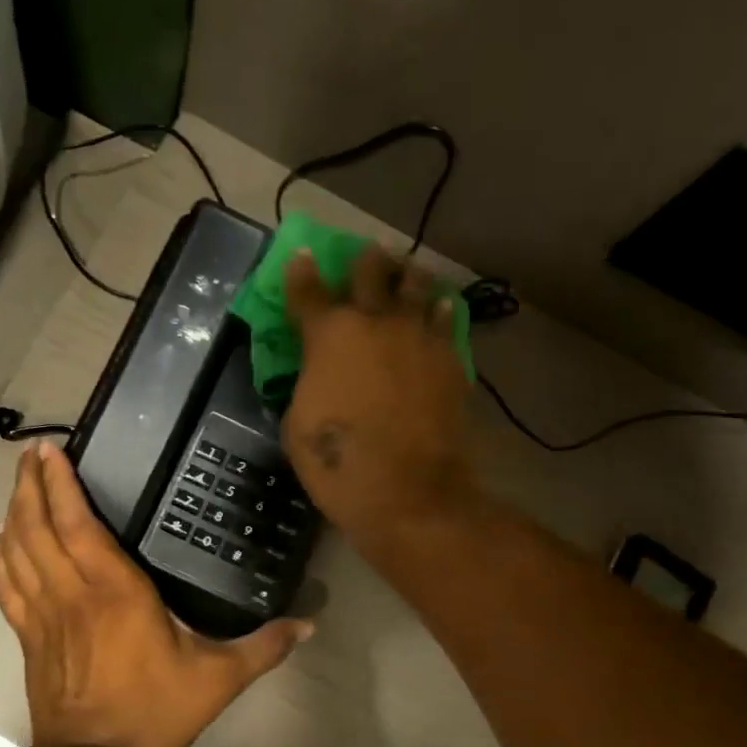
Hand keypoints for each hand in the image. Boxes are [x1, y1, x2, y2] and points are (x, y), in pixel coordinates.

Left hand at [0, 441, 312, 746]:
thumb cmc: (155, 712)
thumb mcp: (218, 679)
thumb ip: (263, 647)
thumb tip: (310, 625)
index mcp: (115, 590)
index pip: (78, 523)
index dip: (60, 483)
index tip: (51, 451)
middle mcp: (72, 591)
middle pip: (38, 526)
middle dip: (30, 485)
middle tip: (31, 455)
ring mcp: (43, 614)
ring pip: (17, 551)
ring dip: (14, 513)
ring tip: (18, 485)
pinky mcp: (28, 637)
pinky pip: (5, 586)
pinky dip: (1, 557)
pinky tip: (3, 541)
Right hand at [282, 248, 475, 552]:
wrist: (408, 492)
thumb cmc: (338, 463)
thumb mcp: (297, 424)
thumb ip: (307, 384)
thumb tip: (317, 374)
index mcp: (328, 335)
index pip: (308, 290)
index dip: (301, 271)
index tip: (301, 255)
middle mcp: (375, 322)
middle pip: (370, 271)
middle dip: (364, 262)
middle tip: (365, 261)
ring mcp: (418, 337)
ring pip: (416, 285)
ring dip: (406, 277)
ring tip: (406, 276)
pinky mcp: (450, 359)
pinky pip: (445, 320)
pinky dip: (438, 312)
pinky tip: (438, 310)